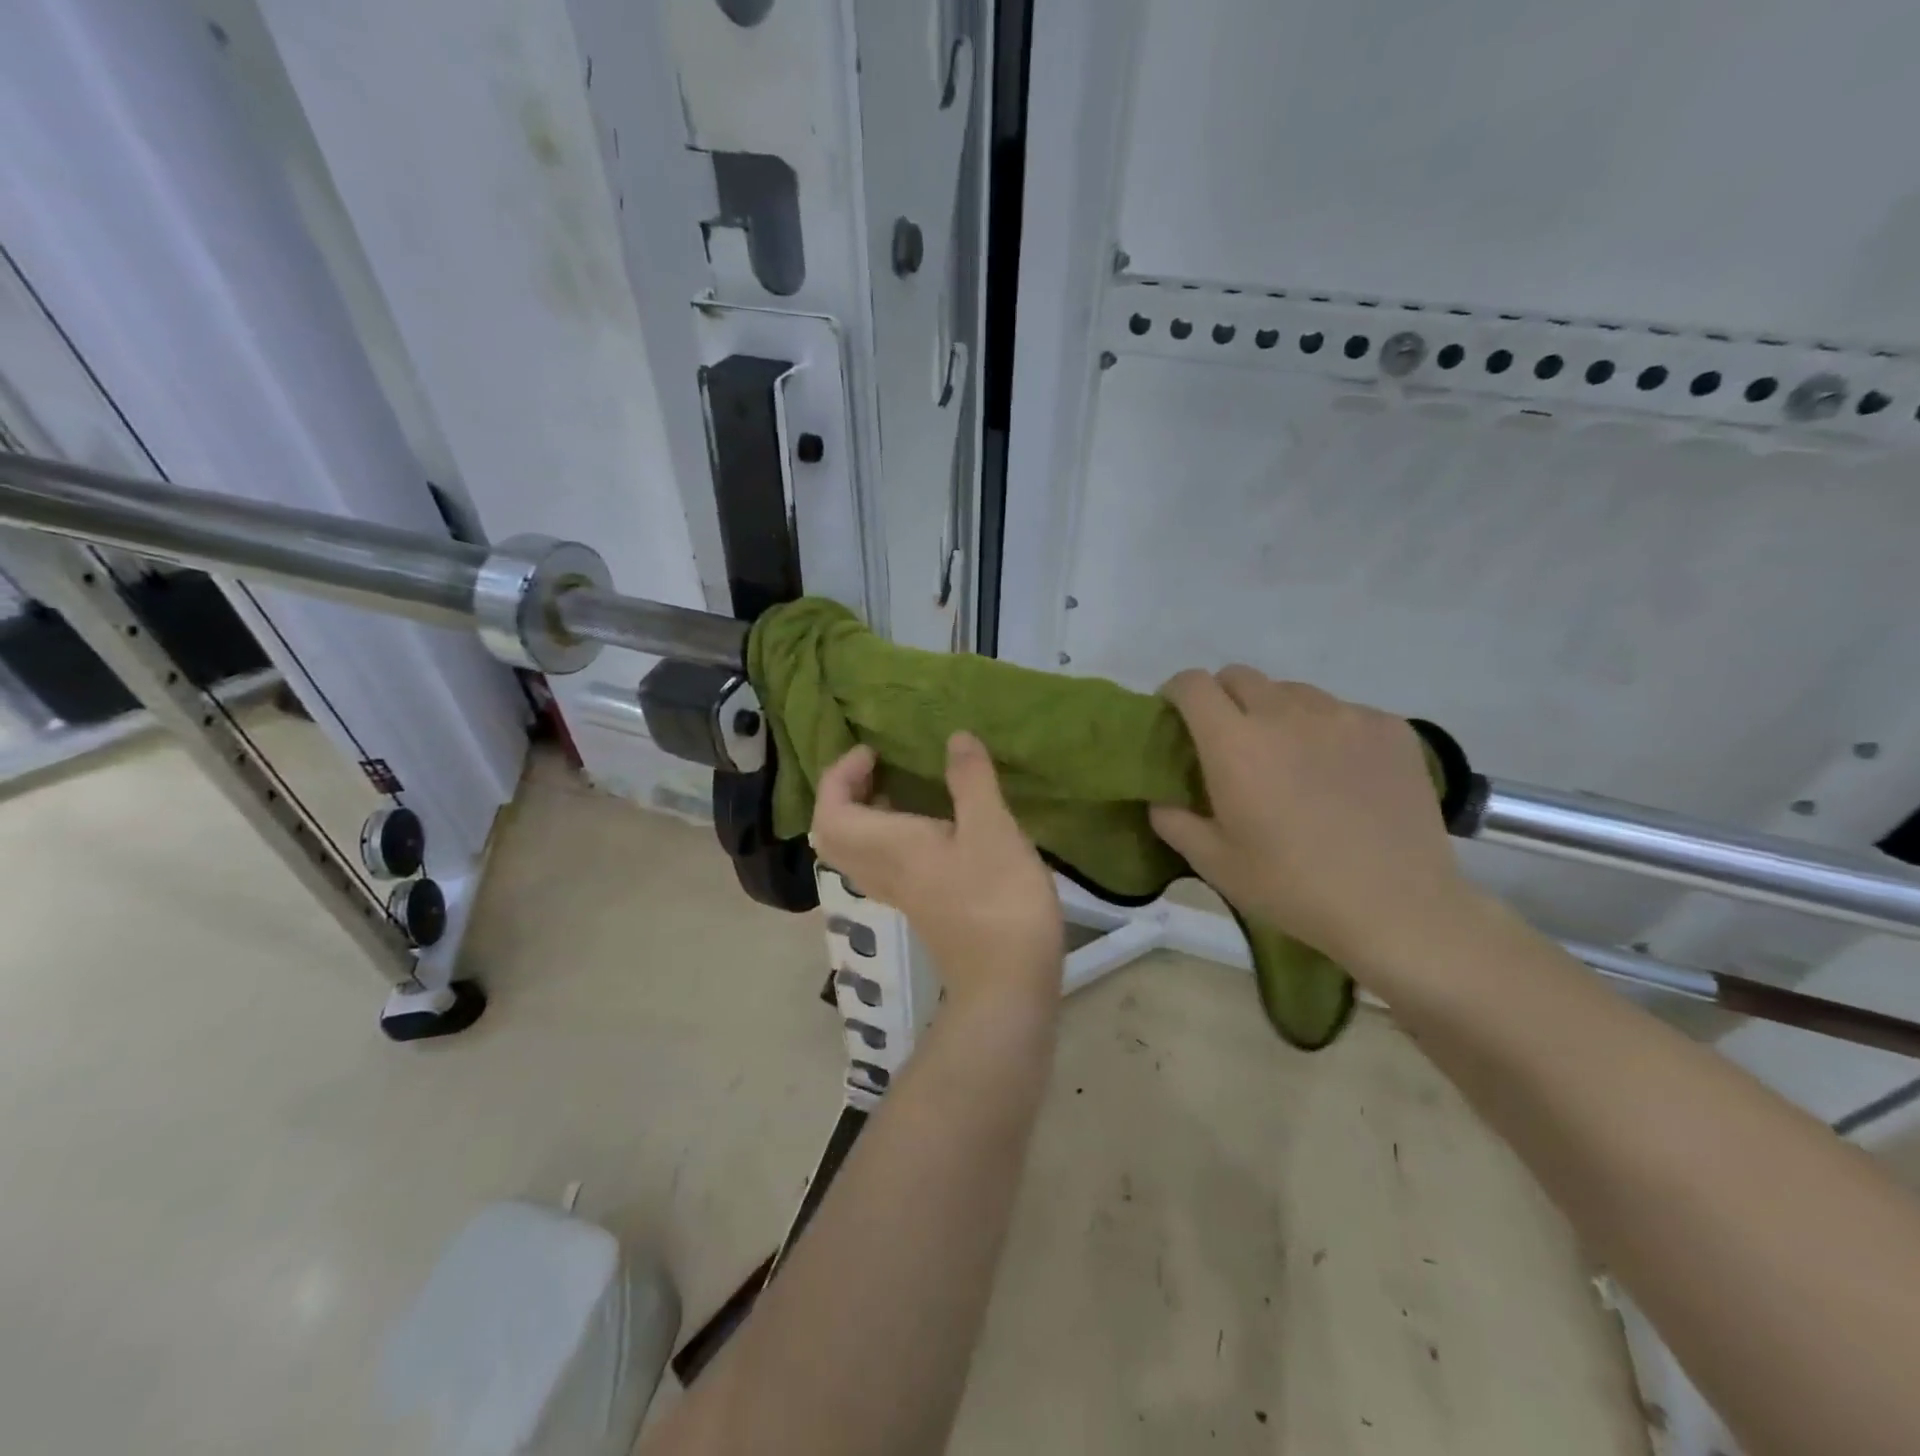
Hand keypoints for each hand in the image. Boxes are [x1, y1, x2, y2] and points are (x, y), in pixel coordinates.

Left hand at [811, 733, 1064, 1010]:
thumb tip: (956, 738)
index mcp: (888, 847)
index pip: (831, 811)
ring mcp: (900, 894)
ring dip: (865, 816)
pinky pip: (883, 863)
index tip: (873, 752)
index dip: (840, 776)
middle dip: (844, 795)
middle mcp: (882, 871)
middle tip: (877, 770)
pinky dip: (889, 836)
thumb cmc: (997, 898)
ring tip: (900, 790)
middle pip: (834, 834)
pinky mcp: (921, 907)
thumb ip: (971, 780)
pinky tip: (931, 827)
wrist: (1007, 983)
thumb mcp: (991, 828)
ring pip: (857, 851)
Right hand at [1150, 668, 1476, 967]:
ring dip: (1276, 712)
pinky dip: (1327, 730)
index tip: (1176, 717)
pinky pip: (1342, 712)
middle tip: (1229, 742)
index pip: (1193, 684)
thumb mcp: (1214, 864)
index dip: (1176, 693)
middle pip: (1240, 676)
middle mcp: (1285, 713)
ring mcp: (1343, 715)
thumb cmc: (1292, 887)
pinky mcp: (1389, 728)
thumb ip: (1173, 821)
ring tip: (1289, 757)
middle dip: (1222, 698)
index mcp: (1234, 742)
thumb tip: (1161, 798)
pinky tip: (1340, 774)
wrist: (1397, 908)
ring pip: (1292, 692)